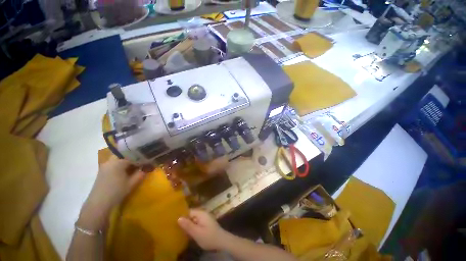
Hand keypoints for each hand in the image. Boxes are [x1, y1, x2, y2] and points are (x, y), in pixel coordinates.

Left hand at [78, 156, 144, 229]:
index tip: (147, 160)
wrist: (99, 203)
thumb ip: (141, 173)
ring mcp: (105, 166)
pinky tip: (126, 170)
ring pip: (118, 158)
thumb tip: (148, 167)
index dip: (141, 157)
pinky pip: (114, 163)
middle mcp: (110, 161)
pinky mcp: (103, 171)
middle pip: (124, 154)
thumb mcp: (132, 183)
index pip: (132, 155)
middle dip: (133, 156)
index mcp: (118, 162)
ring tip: (135, 165)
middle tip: (141, 160)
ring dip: (127, 160)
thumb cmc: (117, 192)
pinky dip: (121, 164)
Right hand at [178, 209, 229, 250]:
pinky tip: (186, 233)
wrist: (222, 241)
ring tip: (177, 230)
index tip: (172, 220)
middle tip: (173, 227)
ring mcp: (204, 219)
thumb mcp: (197, 233)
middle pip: (190, 215)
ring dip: (187, 225)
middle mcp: (202, 214)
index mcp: (201, 213)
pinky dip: (191, 227)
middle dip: (183, 221)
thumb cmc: (209, 237)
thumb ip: (188, 225)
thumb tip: (178, 218)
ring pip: (193, 220)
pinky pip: (196, 223)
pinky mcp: (205, 224)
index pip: (188, 211)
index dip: (181, 215)